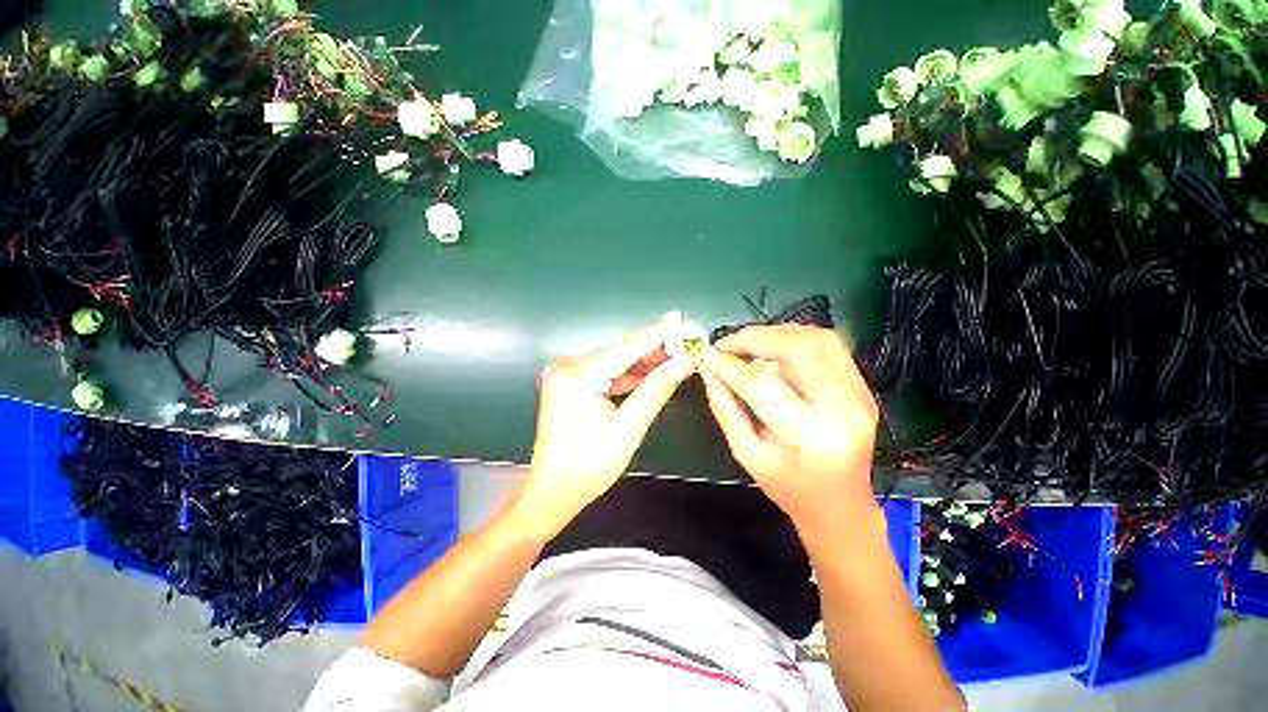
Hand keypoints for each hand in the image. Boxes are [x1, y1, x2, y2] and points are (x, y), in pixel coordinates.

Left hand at [516, 315, 694, 539]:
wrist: (553, 491)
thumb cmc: (590, 466)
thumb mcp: (629, 427)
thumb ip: (656, 389)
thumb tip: (683, 362)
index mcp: (578, 375)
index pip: (626, 348)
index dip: (656, 334)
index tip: (680, 319)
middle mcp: (568, 366)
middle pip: (619, 352)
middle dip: (653, 349)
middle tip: (684, 343)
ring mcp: (567, 375)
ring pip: (614, 362)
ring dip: (642, 362)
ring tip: (674, 358)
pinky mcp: (570, 384)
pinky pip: (605, 373)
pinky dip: (628, 375)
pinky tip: (651, 373)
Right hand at [699, 325, 879, 535]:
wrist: (842, 506)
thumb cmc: (790, 488)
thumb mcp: (747, 455)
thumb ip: (726, 410)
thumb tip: (709, 372)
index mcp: (811, 436)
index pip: (763, 386)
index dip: (731, 367)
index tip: (708, 357)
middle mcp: (843, 408)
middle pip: (798, 349)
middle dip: (754, 339)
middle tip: (727, 344)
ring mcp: (860, 394)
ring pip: (817, 339)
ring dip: (776, 333)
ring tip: (747, 343)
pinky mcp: (863, 387)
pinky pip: (830, 346)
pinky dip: (796, 338)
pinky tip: (773, 347)